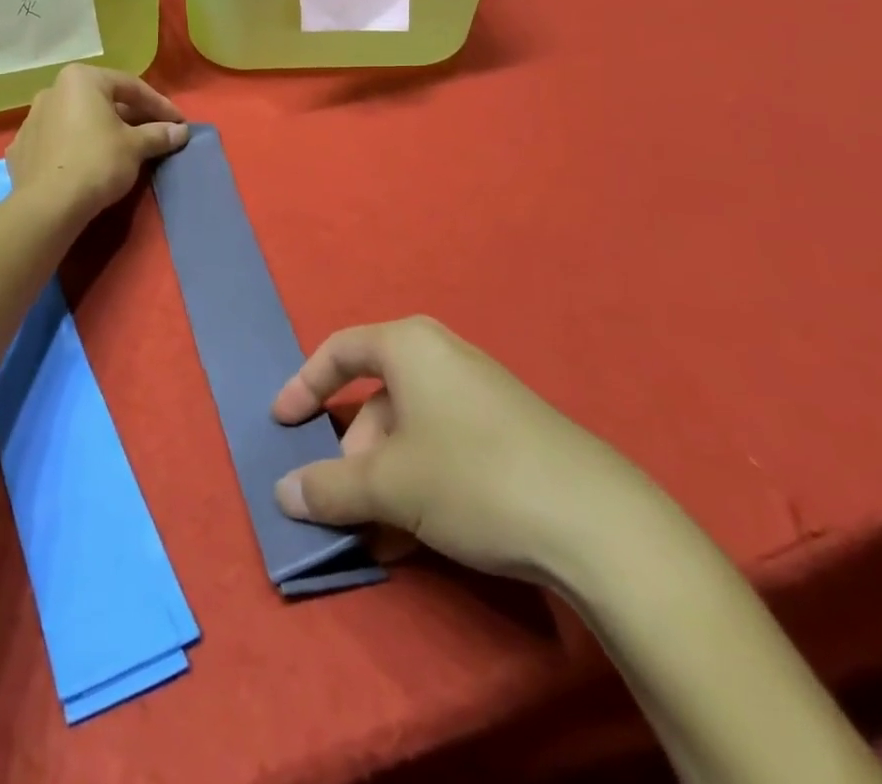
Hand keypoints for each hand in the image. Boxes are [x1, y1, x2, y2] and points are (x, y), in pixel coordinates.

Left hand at [6, 65, 189, 224]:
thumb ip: (158, 134)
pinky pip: (58, 140)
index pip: (130, 86)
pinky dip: (77, 146)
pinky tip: (89, 162)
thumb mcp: (135, 147)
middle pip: (102, 100)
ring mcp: (32, 119)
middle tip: (155, 134)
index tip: (179, 122)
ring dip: (102, 130)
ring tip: (124, 150)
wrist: (48, 205)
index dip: (159, 105)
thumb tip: (180, 131)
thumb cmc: (97, 162)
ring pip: (78, 119)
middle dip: (131, 116)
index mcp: (80, 79)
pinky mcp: (22, 148)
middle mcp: (52, 90)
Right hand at [271, 317, 647, 585]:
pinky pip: (443, 448)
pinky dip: (420, 485)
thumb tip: (282, 493)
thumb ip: (328, 487)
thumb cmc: (473, 477)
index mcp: (408, 345)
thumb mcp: (388, 486)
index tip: (282, 423)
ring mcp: (480, 394)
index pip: (339, 351)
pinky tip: (420, 536)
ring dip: (385, 481)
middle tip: (346, 503)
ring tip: (382, 533)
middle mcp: (442, 357)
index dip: (304, 385)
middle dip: (353, 455)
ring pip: (410, 432)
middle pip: (375, 400)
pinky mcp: (509, 432)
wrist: (599, 525)